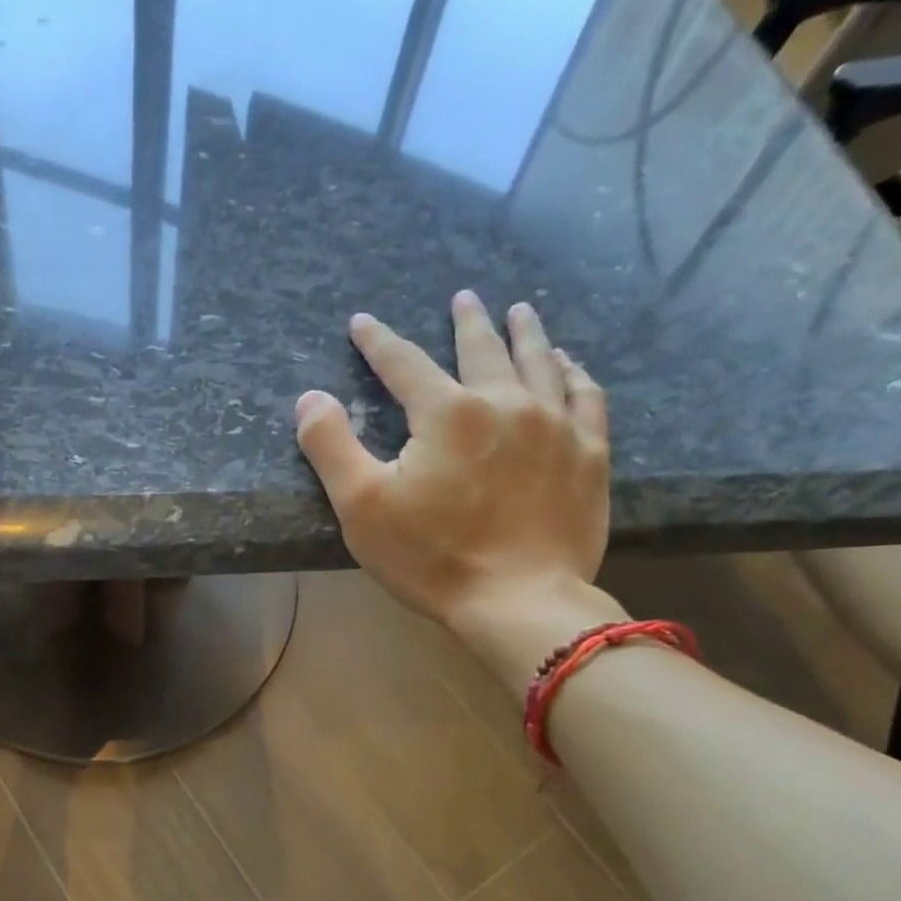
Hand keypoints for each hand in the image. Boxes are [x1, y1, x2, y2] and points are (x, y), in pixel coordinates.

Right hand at [295, 291, 623, 696]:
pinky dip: (575, 374)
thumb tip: (310, 397)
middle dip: (468, 321)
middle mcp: (504, 403)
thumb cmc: (431, 557)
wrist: (518, 602)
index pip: (404, 363)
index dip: (378, 341)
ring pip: (540, 362)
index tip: (362, 321)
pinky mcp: (589, 456)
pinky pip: (587, 398)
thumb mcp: (361, 506)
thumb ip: (330, 445)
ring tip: (520, 313)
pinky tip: (571, 367)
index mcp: (446, 413)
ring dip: (526, 334)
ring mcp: (555, 426)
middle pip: (482, 348)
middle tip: (464, 298)